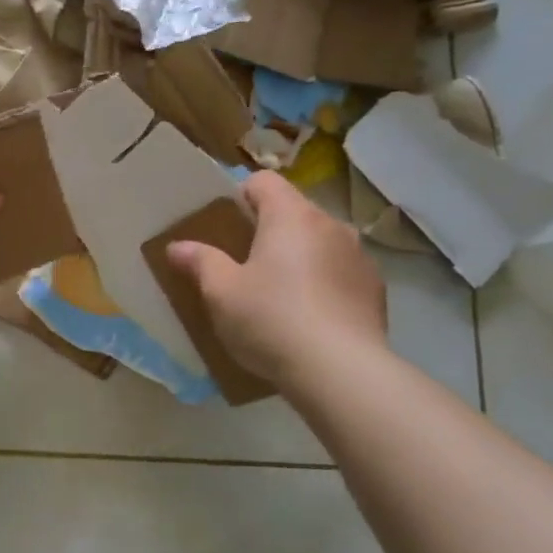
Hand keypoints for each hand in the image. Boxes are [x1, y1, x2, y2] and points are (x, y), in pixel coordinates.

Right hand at [167, 171, 387, 385]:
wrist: (340, 371)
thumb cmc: (270, 319)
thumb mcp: (221, 293)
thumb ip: (200, 262)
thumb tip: (178, 246)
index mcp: (291, 216)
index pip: (263, 181)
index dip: (239, 196)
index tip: (224, 226)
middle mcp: (331, 225)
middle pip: (293, 211)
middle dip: (268, 230)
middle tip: (242, 264)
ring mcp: (359, 256)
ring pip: (319, 242)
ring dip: (298, 257)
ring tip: (278, 294)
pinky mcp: (374, 289)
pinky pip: (340, 273)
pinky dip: (323, 283)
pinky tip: (308, 318)